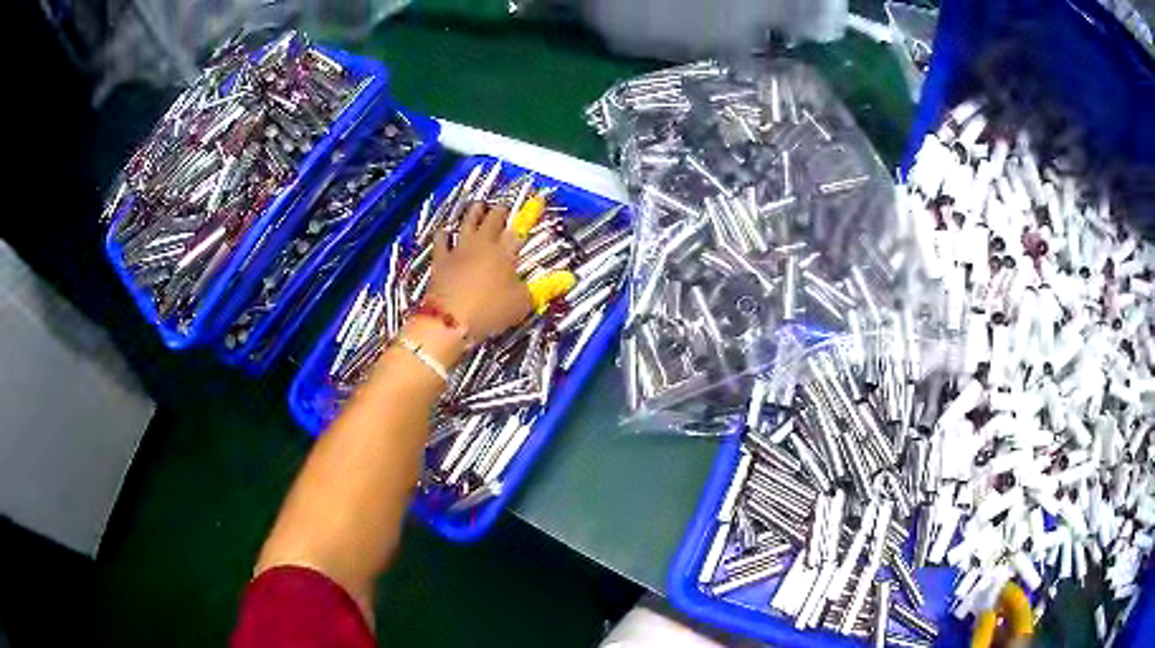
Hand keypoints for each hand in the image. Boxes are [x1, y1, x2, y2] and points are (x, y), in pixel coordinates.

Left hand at [428, 202, 531, 340]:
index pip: (520, 228)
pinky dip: (444, 234)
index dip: (529, 215)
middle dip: (500, 210)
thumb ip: (543, 289)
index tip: (536, 202)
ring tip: (478, 205)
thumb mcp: (522, 303)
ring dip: (474, 212)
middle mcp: (482, 244)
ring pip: (467, 222)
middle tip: (504, 206)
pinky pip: (441, 241)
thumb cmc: (489, 311)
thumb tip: (566, 280)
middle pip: (492, 219)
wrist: (450, 320)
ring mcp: (459, 250)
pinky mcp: (441, 260)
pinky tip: (444, 230)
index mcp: (505, 252)